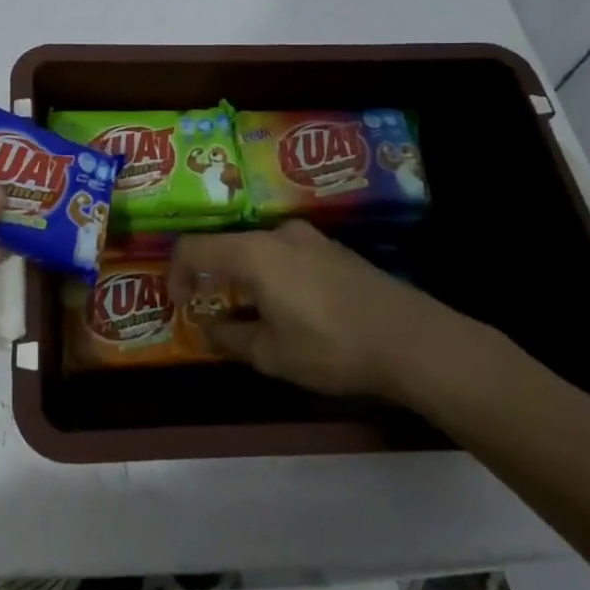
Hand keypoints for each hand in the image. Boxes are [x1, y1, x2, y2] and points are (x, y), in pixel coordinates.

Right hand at [169, 221, 468, 400]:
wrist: (413, 340)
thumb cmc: (331, 346)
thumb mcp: (272, 354)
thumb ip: (230, 338)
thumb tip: (208, 328)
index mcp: (253, 253)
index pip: (194, 248)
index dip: (176, 273)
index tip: (180, 304)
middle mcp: (277, 235)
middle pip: (227, 247)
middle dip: (213, 279)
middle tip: (214, 313)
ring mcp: (310, 239)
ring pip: (259, 252)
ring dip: (245, 280)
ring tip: (255, 316)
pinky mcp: (335, 251)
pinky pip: (287, 257)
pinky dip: (273, 278)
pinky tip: (293, 311)